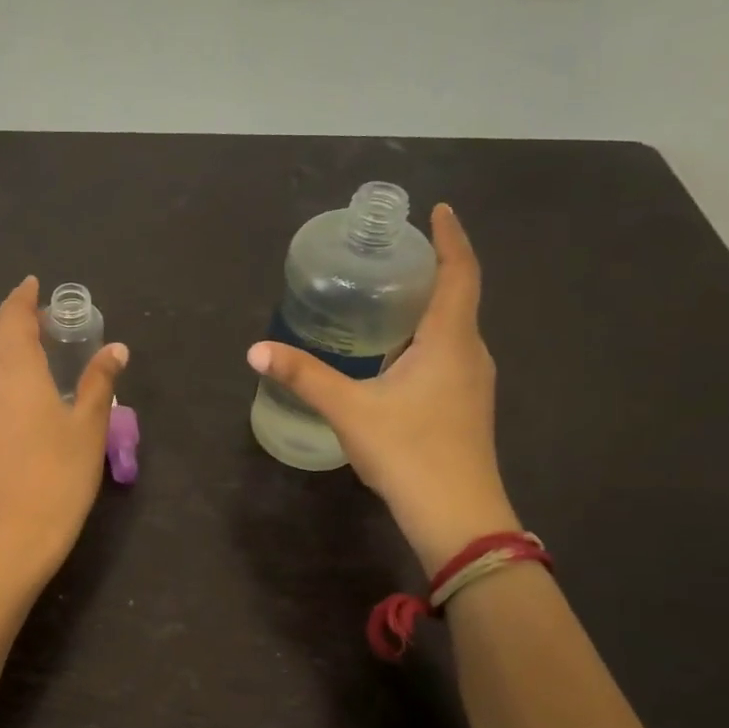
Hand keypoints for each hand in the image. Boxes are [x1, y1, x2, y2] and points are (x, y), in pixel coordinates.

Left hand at [0, 276, 128, 578]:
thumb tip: (116, 349)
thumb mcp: (89, 425)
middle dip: (19, 323)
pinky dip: (4, 376)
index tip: (33, 284)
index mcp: (15, 369)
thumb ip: (99, 381)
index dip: (22, 298)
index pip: (12, 317)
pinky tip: (26, 394)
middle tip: (50, 323)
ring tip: (42, 356)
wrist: (14, 533)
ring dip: (11, 351)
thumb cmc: (59, 474)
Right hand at [247, 204, 515, 573]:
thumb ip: (304, 376)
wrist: (457, 516)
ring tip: (388, 296)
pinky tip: (394, 353)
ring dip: (429, 306)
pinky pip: (448, 354)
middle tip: (393, 254)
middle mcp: (470, 353)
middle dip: (433, 269)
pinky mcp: (465, 406)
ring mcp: (472, 383)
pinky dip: (425, 337)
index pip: (460, 273)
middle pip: (458, 296)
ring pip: (453, 329)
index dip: (450, 238)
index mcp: (450, 340)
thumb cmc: (409, 452)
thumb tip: (256, 349)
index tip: (439, 211)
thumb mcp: (349, 409)